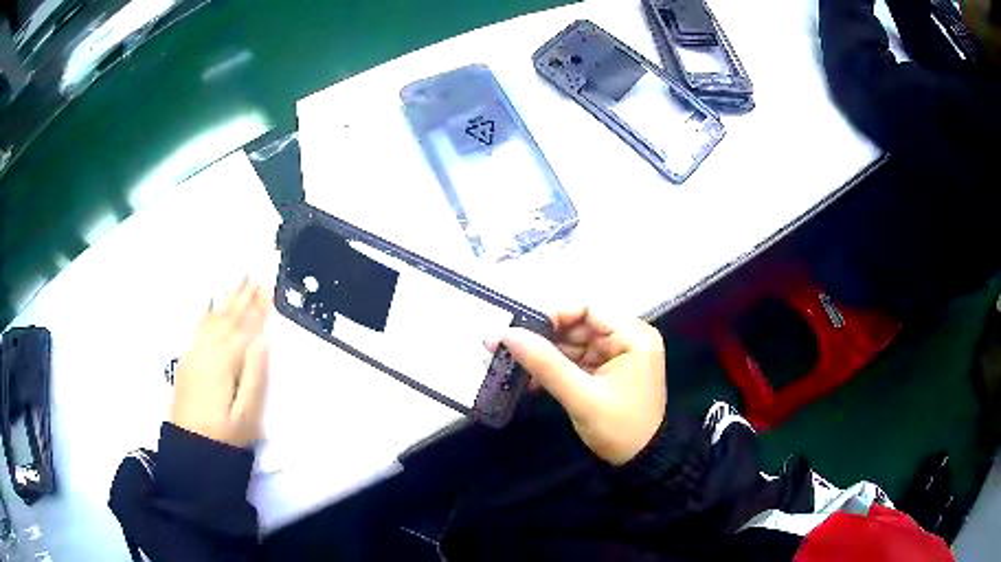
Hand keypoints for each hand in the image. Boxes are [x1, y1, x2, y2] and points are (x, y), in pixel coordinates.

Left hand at [170, 278, 271, 447]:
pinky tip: (212, 306)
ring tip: (239, 282)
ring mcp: (194, 353)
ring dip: (227, 300)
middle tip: (256, 277)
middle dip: (243, 297)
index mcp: (224, 361)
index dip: (258, 309)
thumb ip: (255, 375)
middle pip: (228, 318)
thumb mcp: (247, 412)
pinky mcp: (187, 360)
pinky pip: (200, 327)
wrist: (189, 447)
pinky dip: (209, 312)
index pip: (245, 328)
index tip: (270, 289)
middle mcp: (207, 350)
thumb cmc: (225, 435)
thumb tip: (264, 340)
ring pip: (213, 319)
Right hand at [502, 308, 666, 465]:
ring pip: (572, 343)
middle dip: (541, 337)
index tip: (519, 330)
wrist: (640, 462)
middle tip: (501, 345)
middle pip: (577, 325)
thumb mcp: (581, 397)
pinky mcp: (605, 371)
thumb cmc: (619, 428)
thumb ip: (545, 363)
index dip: (552, 315)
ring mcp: (616, 355)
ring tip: (506, 362)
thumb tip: (508, 334)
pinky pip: (575, 360)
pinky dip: (553, 368)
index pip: (589, 308)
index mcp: (633, 336)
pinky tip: (527, 379)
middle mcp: (626, 338)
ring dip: (542, 354)